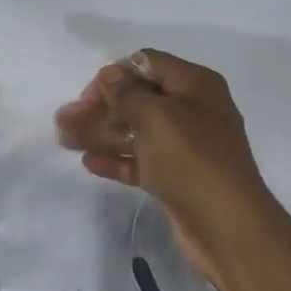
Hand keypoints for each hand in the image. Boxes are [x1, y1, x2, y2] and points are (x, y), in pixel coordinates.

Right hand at [55, 49, 278, 278]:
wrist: (227, 226)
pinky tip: (89, 162)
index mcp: (195, 85)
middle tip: (64, 124)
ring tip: (66, 141)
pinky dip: (116, 159)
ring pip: (136, 132)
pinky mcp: (176, 177)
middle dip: (100, 108)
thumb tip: (110, 74)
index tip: (85, 99)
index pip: (146, 65)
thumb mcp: (157, 117)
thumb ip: (127, 93)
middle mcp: (192, 110)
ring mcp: (185, 146)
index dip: (113, 77)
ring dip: (101, 133)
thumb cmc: (192, 161)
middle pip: (137, 99)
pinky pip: (141, 160)